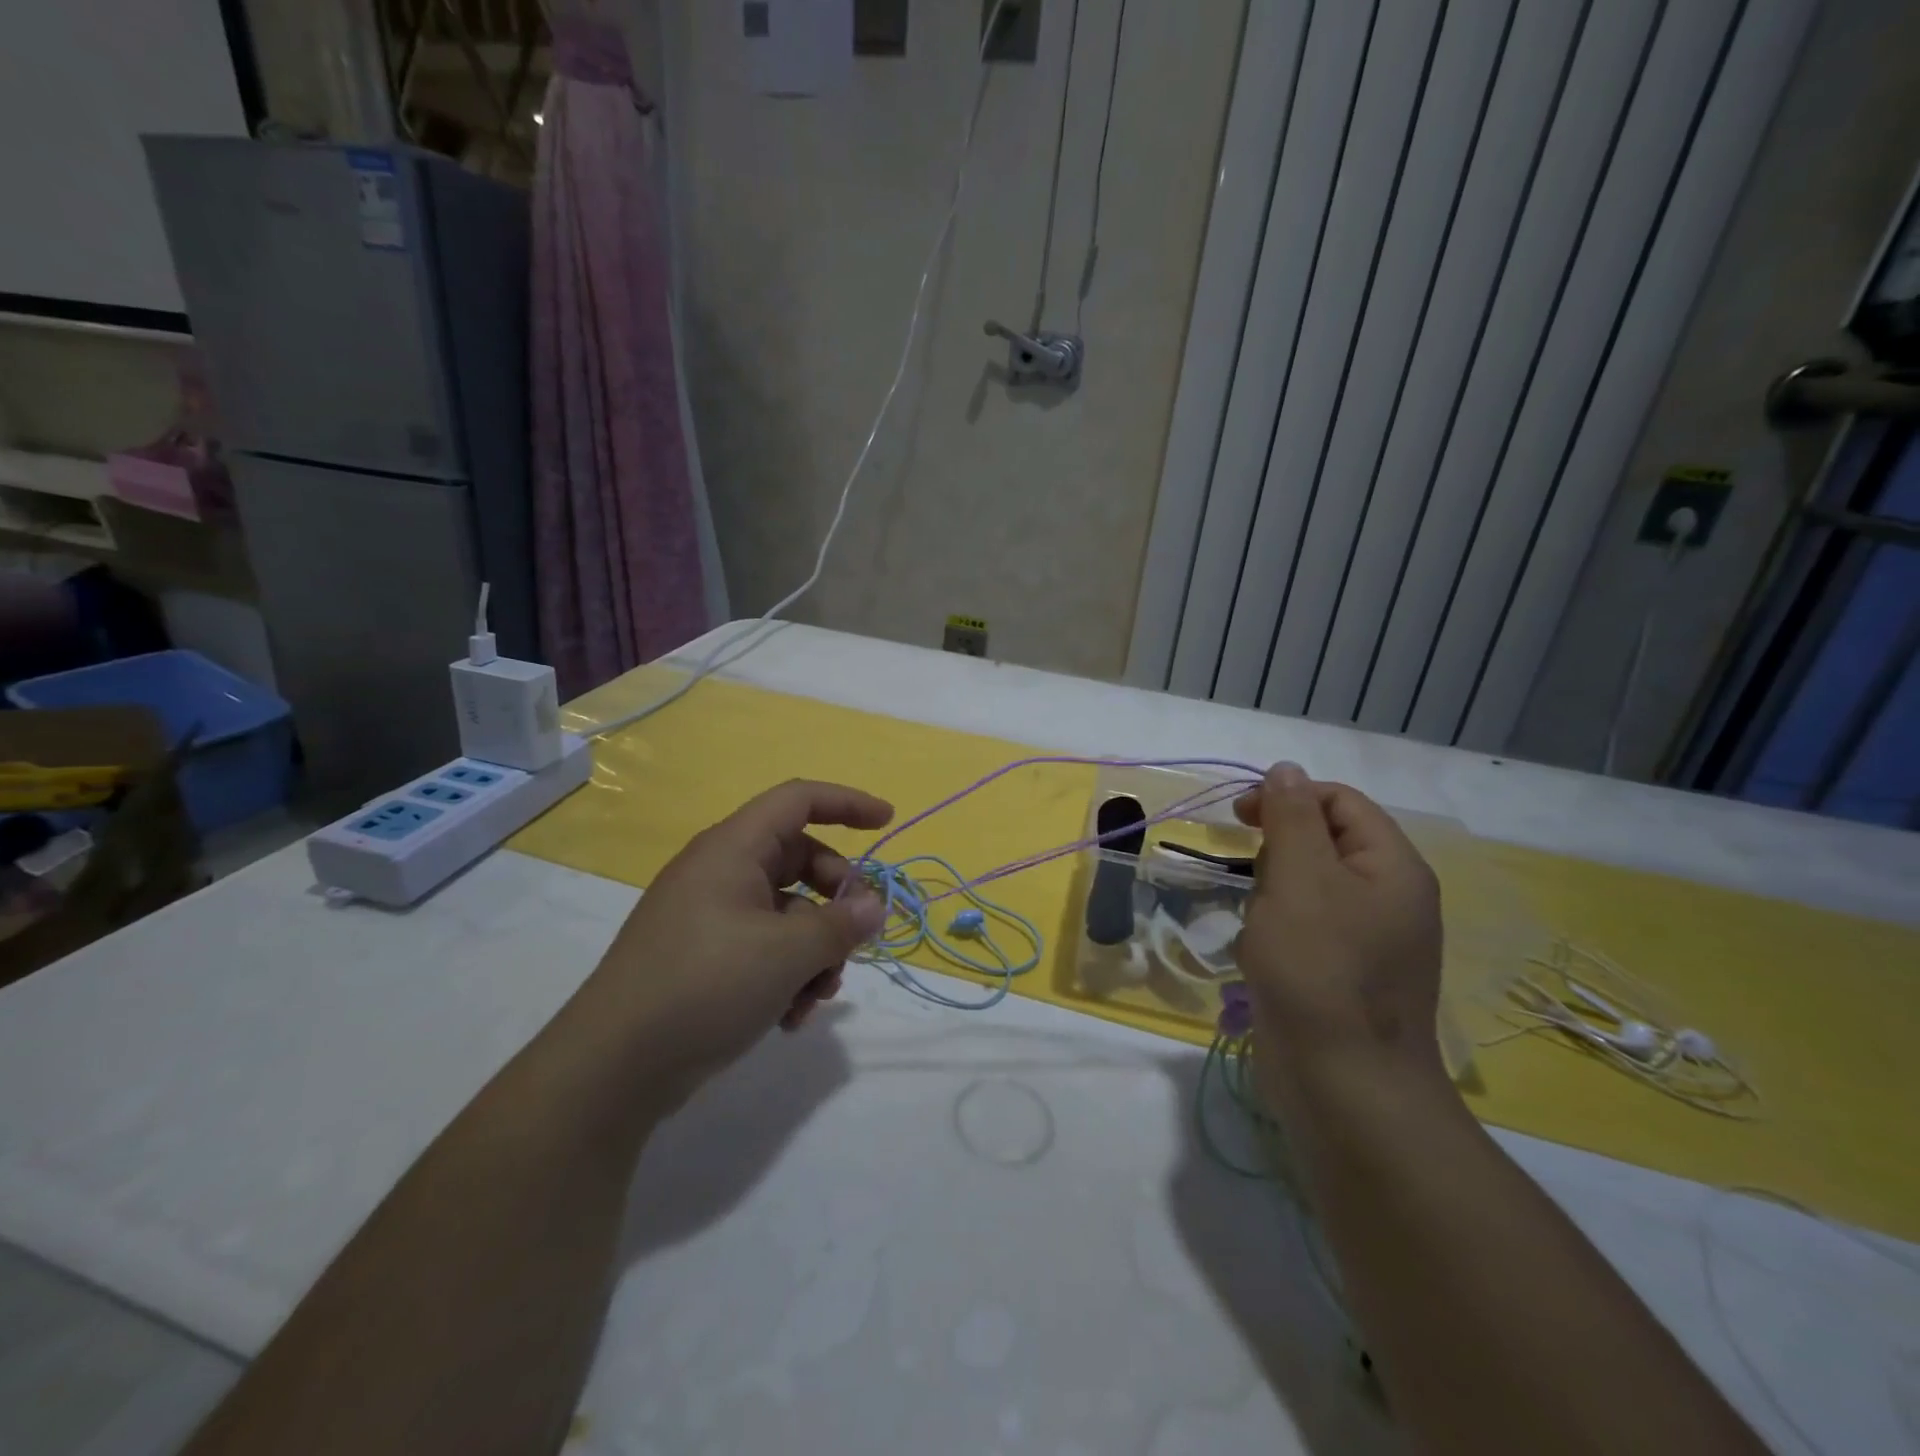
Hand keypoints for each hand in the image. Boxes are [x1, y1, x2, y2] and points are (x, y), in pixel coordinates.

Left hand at [575, 779, 890, 1105]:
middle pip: (799, 860)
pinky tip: (790, 1017)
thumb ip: (840, 924)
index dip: (847, 803)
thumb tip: (875, 906)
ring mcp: (710, 917)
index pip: (798, 800)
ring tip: (818, 994)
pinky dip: (787, 973)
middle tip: (857, 935)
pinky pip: (763, 947)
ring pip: (787, 913)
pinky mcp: (704, 957)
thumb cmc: (705, 985)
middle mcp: (721, 873)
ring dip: (815, 949)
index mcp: (733, 849)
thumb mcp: (787, 953)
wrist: (613, 1067)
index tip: (888, 822)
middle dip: (836, 899)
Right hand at [1233, 763, 1444, 1093]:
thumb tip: (1286, 769)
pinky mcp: (1344, 973)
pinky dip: (1275, 933)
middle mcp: (1388, 897)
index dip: (1287, 798)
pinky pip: (1304, 929)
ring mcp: (1369, 939)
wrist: (1344, 1084)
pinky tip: (1261, 959)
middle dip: (1277, 855)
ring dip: (1270, 898)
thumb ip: (1291, 816)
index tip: (1238, 818)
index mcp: (1392, 866)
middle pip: (1323, 843)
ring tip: (1259, 930)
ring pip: (1305, 888)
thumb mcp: (1300, 878)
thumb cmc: (1319, 968)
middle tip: (1255, 885)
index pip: (1339, 801)